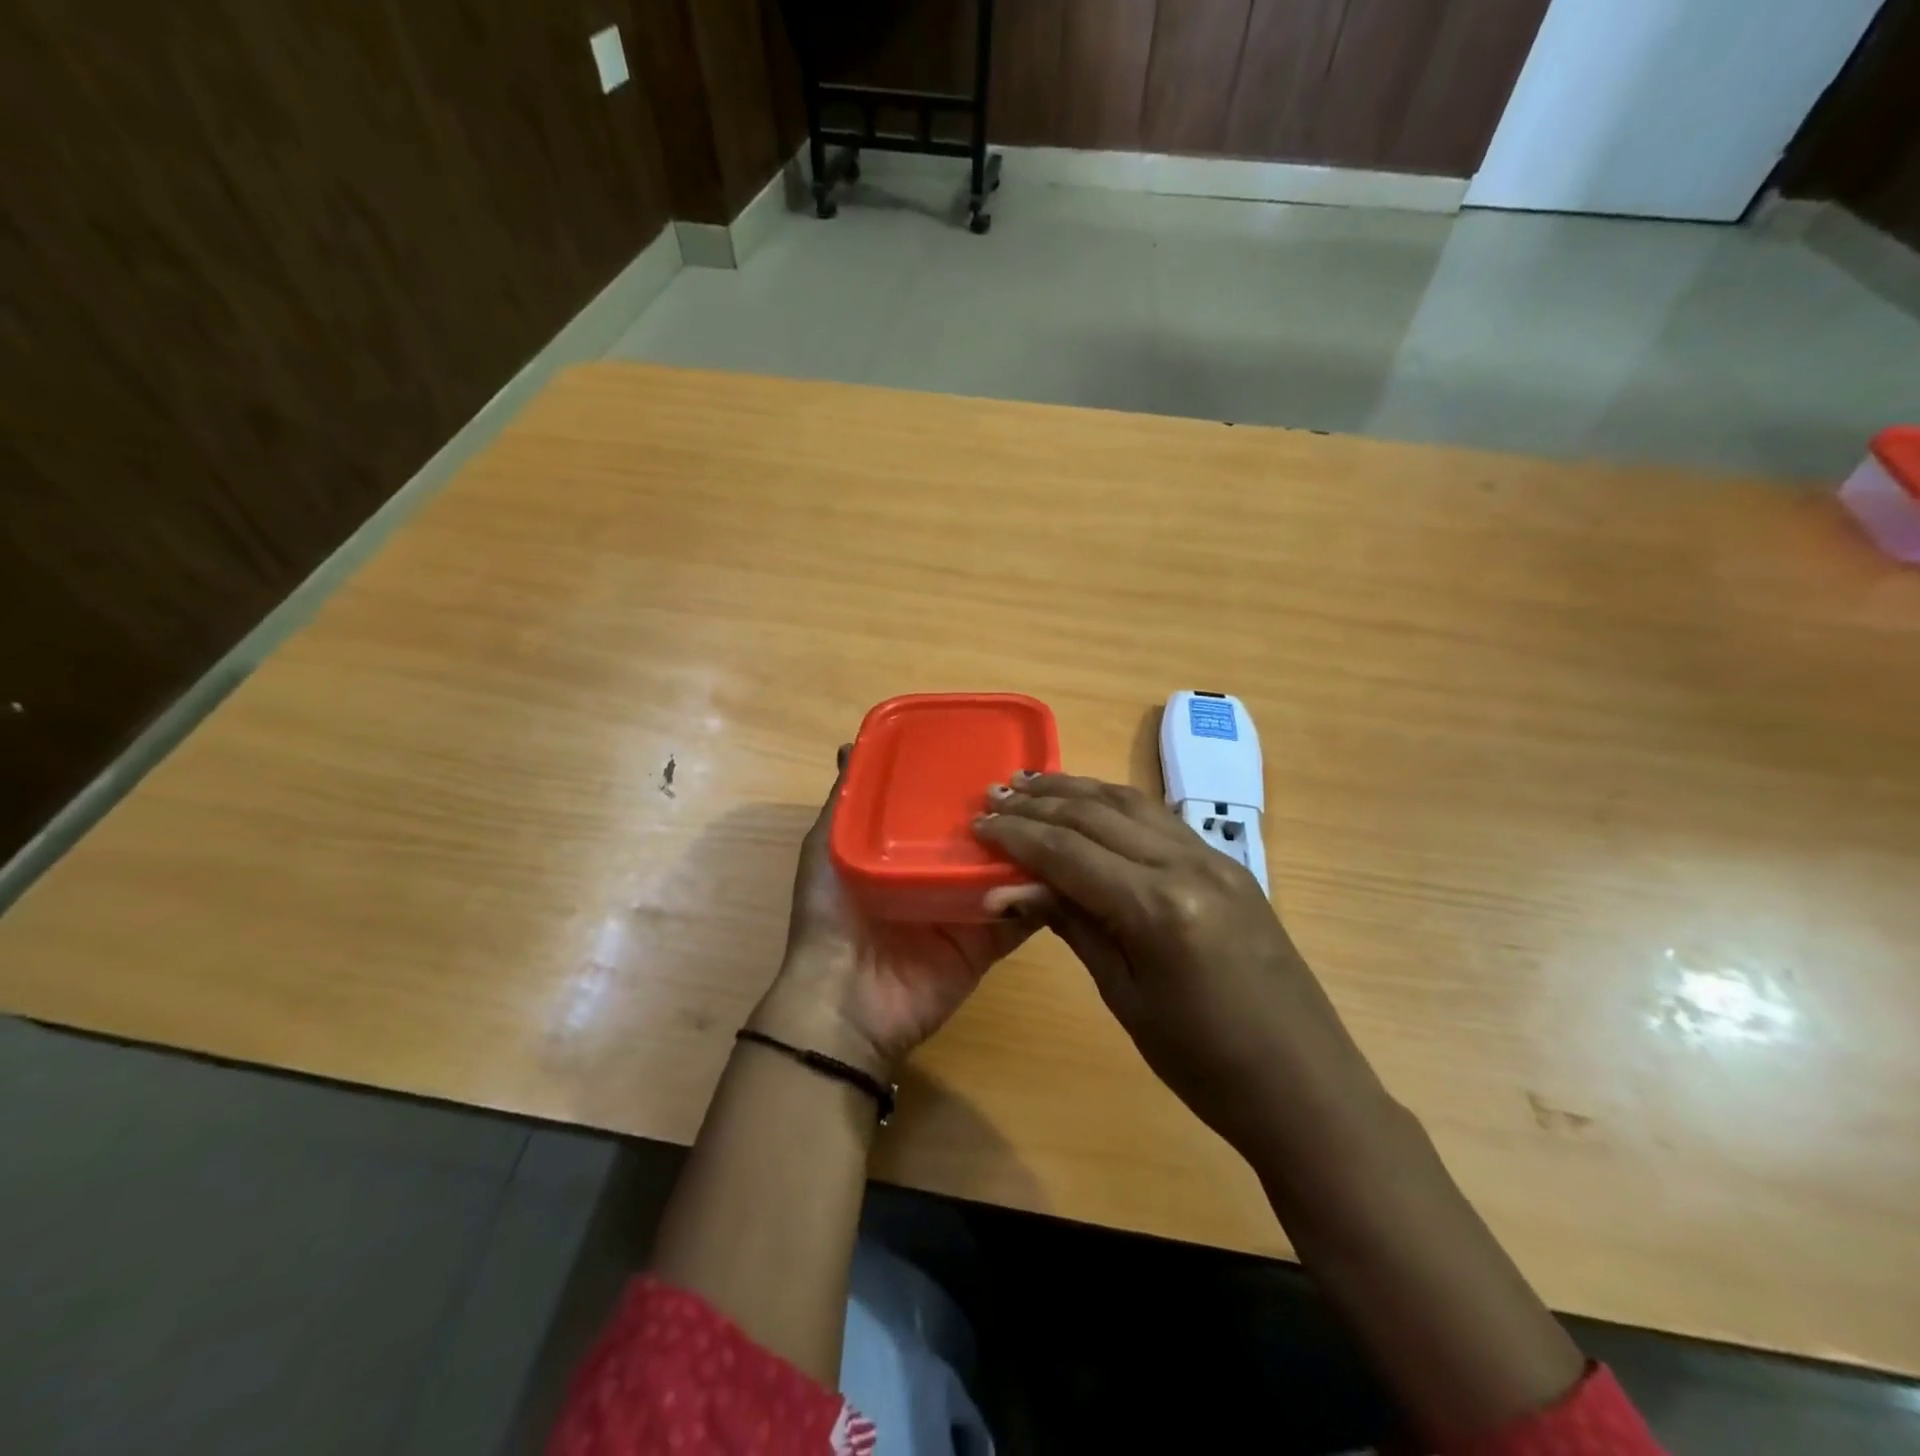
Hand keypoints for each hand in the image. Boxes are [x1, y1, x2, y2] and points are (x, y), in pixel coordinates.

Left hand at [750, 747, 1040, 1081]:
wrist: (844, 1002)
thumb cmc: (831, 915)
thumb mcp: (827, 849)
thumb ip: (844, 802)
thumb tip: (851, 745)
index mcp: (907, 848)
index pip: (946, 808)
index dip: (969, 783)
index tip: (998, 749)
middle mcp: (942, 872)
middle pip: (985, 836)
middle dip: (1012, 813)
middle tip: (1044, 783)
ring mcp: (969, 907)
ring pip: (1011, 870)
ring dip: (1037, 848)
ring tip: (1067, 815)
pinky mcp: (988, 941)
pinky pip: (1023, 914)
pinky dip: (1046, 896)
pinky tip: (1072, 868)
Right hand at [974, 772, 1377, 1154]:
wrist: (1305, 1088)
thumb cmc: (1204, 1065)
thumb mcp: (1125, 996)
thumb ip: (1072, 925)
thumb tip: (1007, 888)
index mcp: (1157, 906)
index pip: (1069, 851)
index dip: (1017, 834)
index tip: (978, 823)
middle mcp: (1187, 865)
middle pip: (1098, 814)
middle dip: (1041, 802)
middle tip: (995, 792)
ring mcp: (1214, 859)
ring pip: (1132, 804)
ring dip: (1078, 790)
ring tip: (1034, 783)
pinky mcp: (1229, 866)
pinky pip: (1160, 820)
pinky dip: (1116, 804)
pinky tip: (1092, 806)